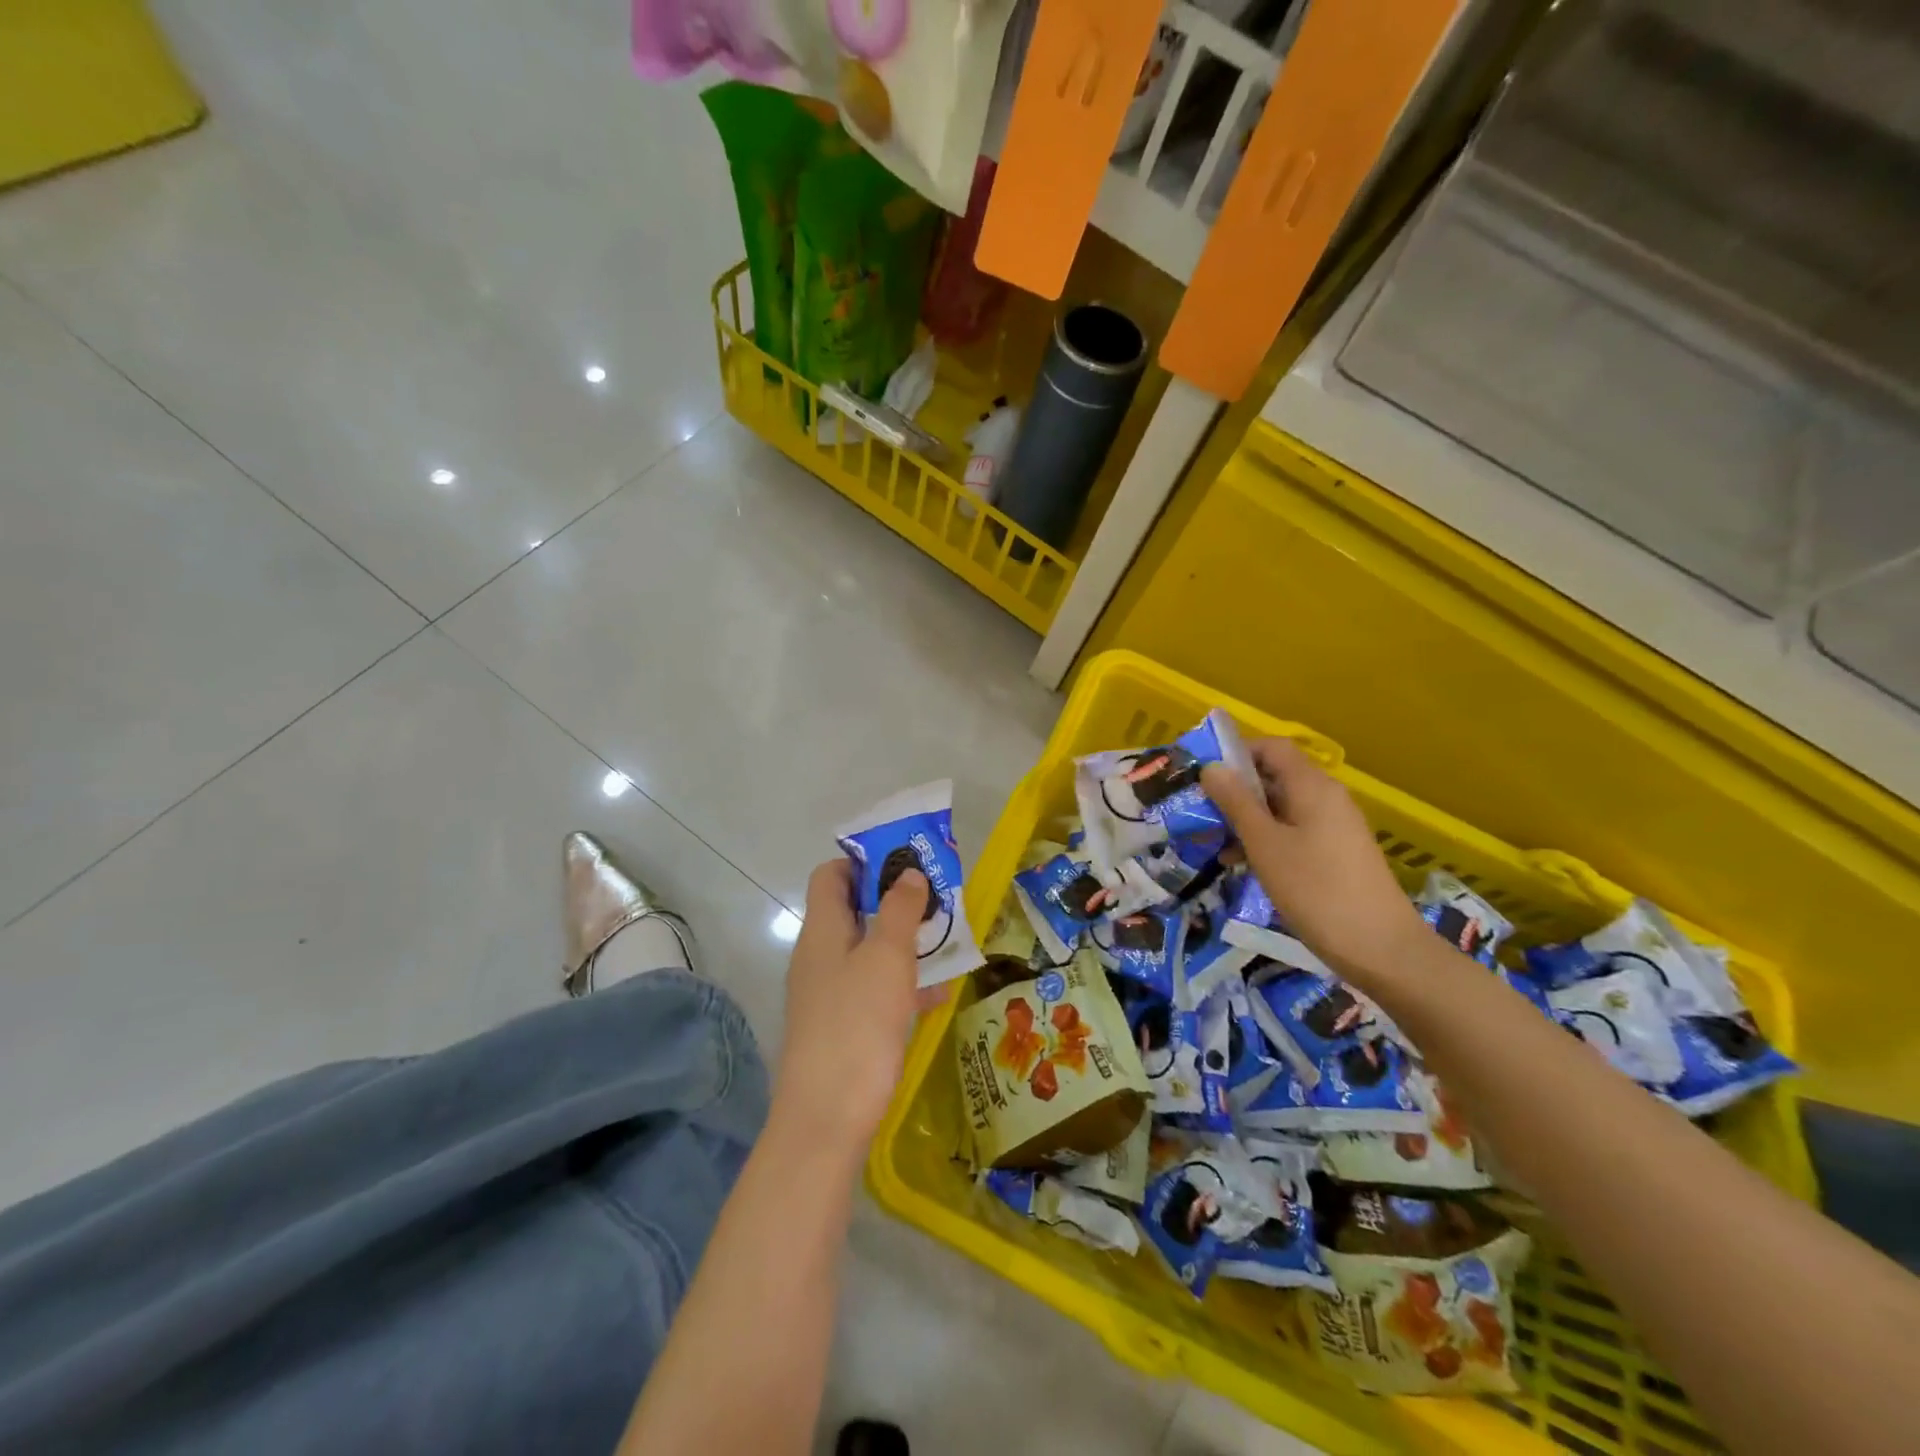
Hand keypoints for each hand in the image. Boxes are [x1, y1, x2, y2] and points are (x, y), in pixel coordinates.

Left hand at [772, 859, 945, 1153]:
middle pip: (854, 911)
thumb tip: (908, 873)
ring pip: (869, 951)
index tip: (906, 860)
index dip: (864, 861)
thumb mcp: (887, 957)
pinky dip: (903, 983)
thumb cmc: (857, 1024)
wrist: (827, 1119)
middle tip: (938, 898)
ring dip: (905, 942)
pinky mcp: (842, 1025)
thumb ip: (899, 910)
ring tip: (948, 940)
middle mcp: (820, 955)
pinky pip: (875, 989)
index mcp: (822, 930)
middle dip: (895, 900)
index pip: (832, 875)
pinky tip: (937, 995)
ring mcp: (829, 993)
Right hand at [1201, 737, 1427, 987]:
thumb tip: (1211, 767)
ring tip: (1214, 845)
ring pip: (1281, 808)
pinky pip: (1294, 832)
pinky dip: (1266, 840)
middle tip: (1200, 814)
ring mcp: (1334, 827)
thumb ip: (1236, 802)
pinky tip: (1243, 865)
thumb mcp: (1264, 844)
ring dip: (1246, 820)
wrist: (1381, 949)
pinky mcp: (1336, 854)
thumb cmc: (1316, 890)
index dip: (1236, 754)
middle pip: (1275, 777)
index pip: (1271, 747)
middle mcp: (1326, 798)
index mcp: (1312, 786)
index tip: (1203, 777)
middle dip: (1235, 792)